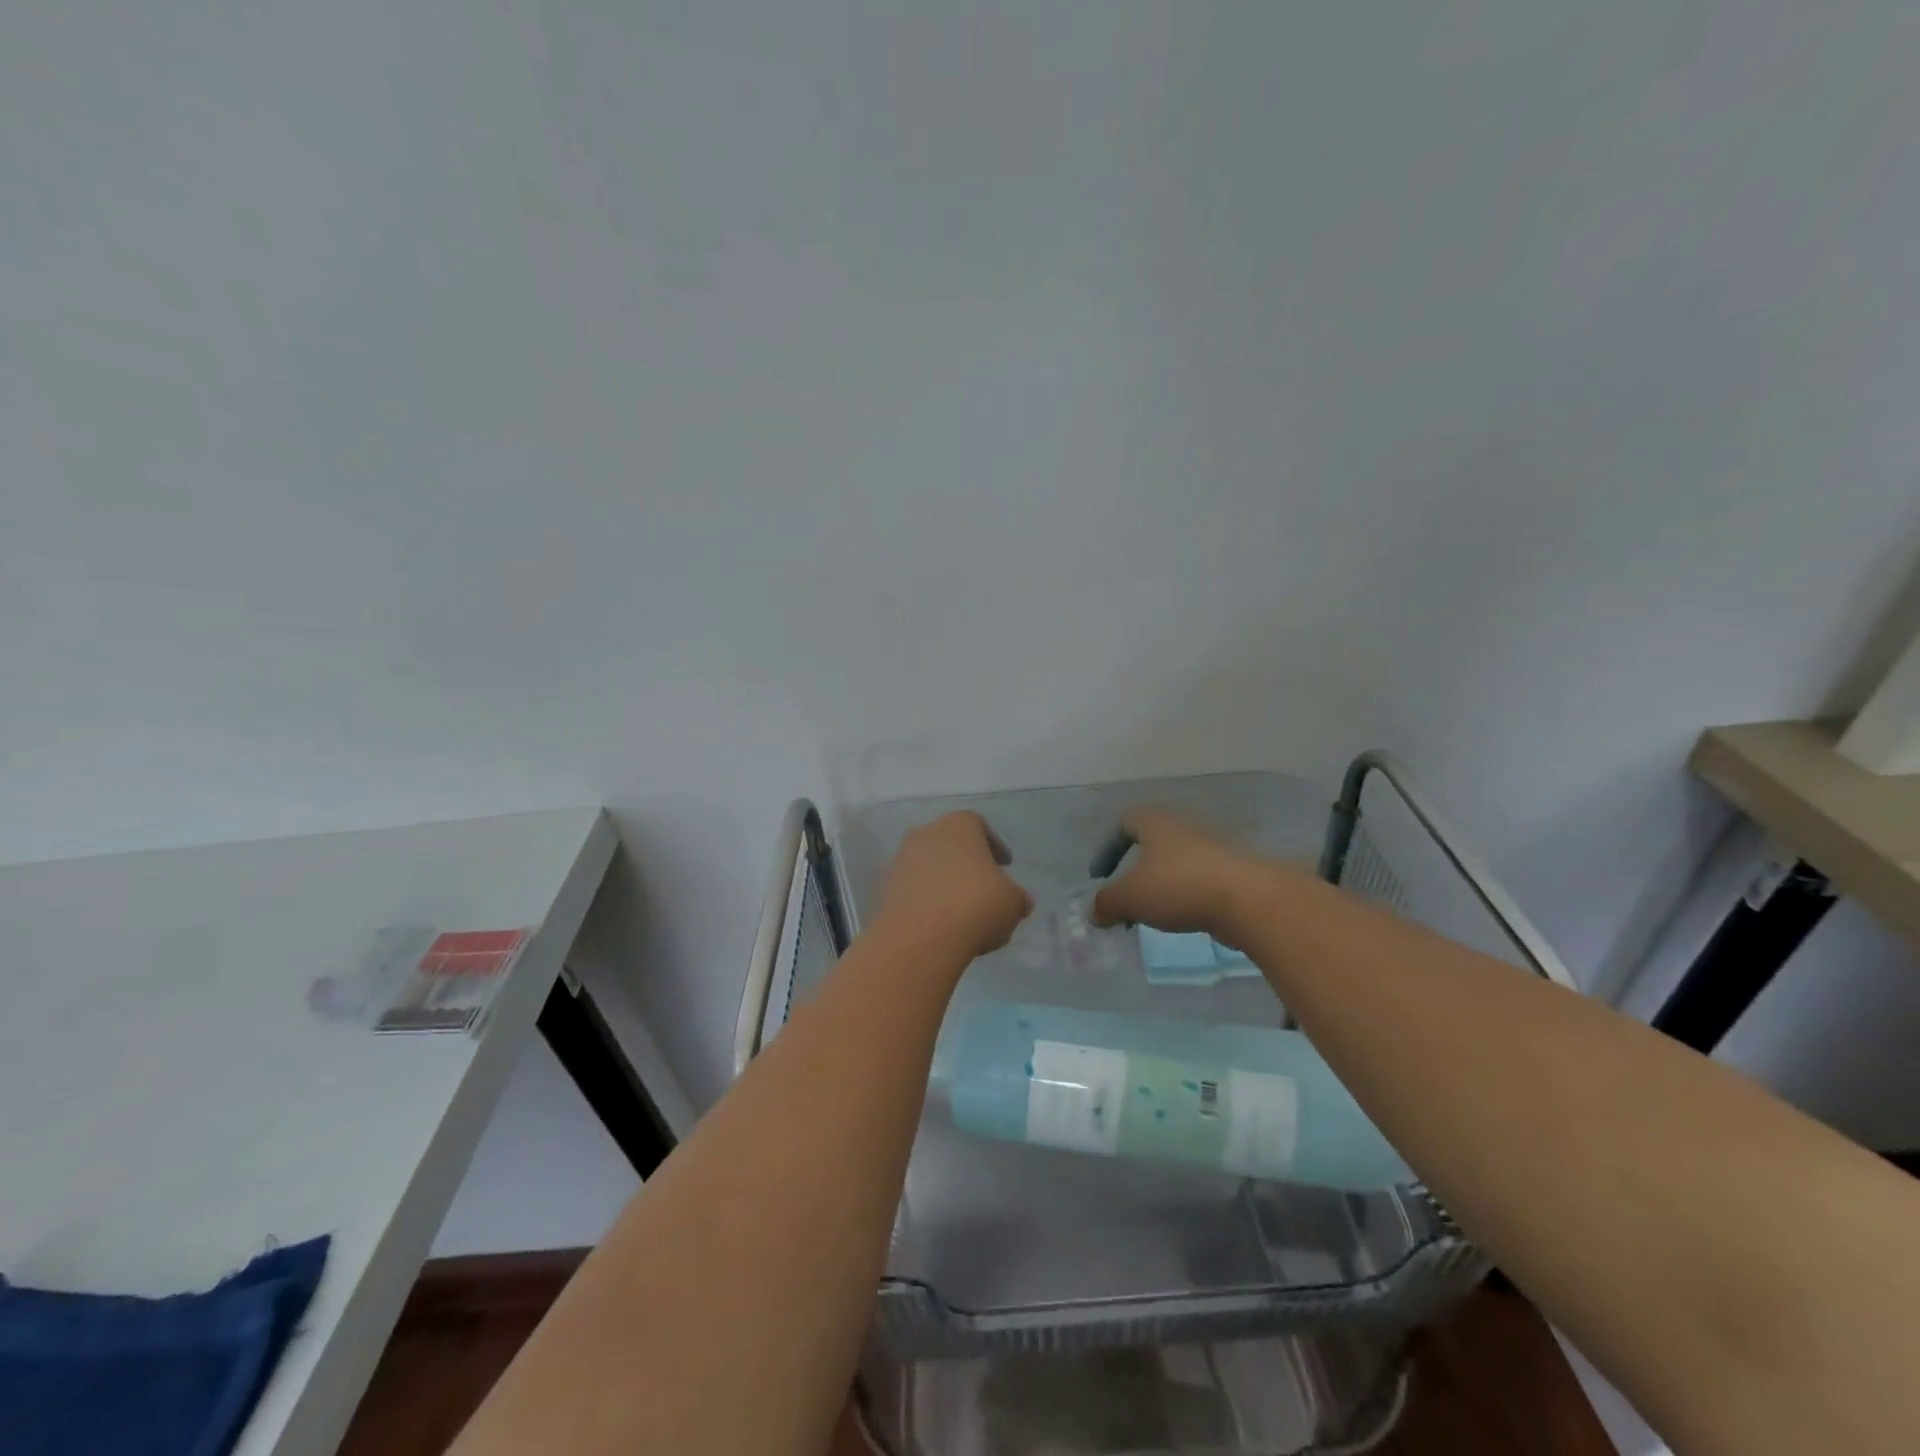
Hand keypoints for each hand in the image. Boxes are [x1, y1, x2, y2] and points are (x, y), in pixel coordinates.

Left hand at [872, 811, 1033, 962]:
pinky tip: (940, 924)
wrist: (920, 938)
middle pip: (950, 845)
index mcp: (959, 825)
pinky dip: (926, 901)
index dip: (994, 846)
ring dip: (943, 883)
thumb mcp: (1012, 903)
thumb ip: (1017, 898)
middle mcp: (926, 834)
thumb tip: (1020, 901)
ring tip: (961, 910)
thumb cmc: (975, 906)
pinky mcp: (884, 890)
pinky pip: (913, 891)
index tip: (1004, 865)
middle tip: (983, 886)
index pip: (979, 826)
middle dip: (966, 863)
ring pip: (929, 867)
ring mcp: (901, 860)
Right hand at [1090, 807, 1261, 940]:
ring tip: (1152, 916)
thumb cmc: (1179, 886)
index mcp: (1155, 822)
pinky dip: (1185, 897)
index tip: (1102, 876)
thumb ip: (1106, 904)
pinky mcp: (1231, 872)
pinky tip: (1182, 919)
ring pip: (1175, 863)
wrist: (1249, 899)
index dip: (1107, 848)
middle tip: (1125, 900)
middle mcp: (1182, 827)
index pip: (1124, 822)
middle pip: (1150, 844)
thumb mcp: (1129, 898)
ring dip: (1160, 886)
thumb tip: (1093, 913)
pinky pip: (1198, 881)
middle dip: (1134, 872)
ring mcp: (1211, 848)